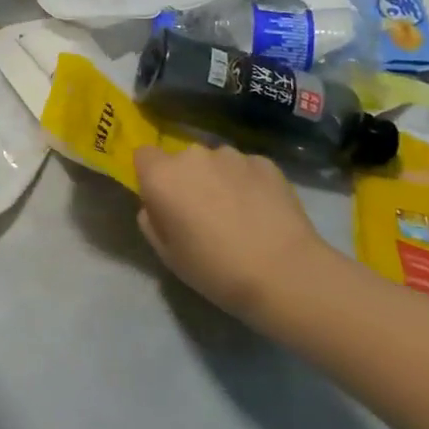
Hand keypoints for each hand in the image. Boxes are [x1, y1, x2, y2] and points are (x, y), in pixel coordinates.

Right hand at [133, 144, 332, 328]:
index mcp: (162, 176)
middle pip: (182, 160)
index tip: (164, 200)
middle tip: (204, 213)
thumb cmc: (216, 270)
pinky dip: (249, 183)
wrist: (285, 274)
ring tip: (239, 213)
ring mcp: (232, 155)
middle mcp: (193, 155)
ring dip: (220, 179)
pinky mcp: (265, 162)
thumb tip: (155, 206)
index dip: (151, 175)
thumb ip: (151, 221)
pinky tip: (263, 212)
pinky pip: (246, 168)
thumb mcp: (167, 255)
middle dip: (188, 179)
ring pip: (216, 162)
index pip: (144, 155)